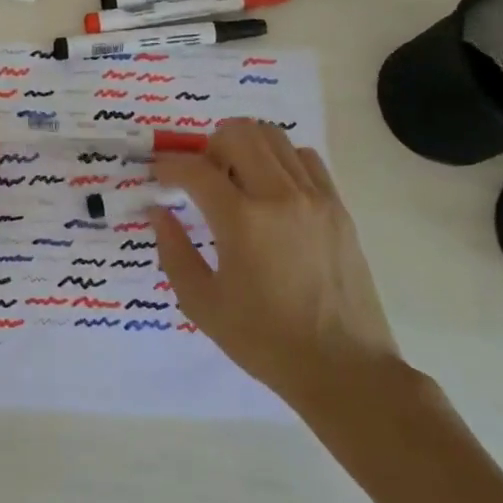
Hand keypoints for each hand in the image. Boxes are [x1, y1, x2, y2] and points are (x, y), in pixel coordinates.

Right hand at [151, 121, 400, 426]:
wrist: (344, 369)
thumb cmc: (265, 341)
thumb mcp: (202, 304)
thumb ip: (173, 251)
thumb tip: (159, 212)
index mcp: (242, 222)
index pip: (195, 169)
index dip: (168, 167)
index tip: (158, 177)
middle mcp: (280, 196)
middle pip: (238, 133)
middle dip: (208, 147)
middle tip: (201, 179)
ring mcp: (315, 198)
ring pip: (274, 137)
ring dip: (245, 148)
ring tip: (236, 182)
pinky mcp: (339, 208)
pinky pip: (306, 159)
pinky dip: (281, 161)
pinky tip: (272, 192)